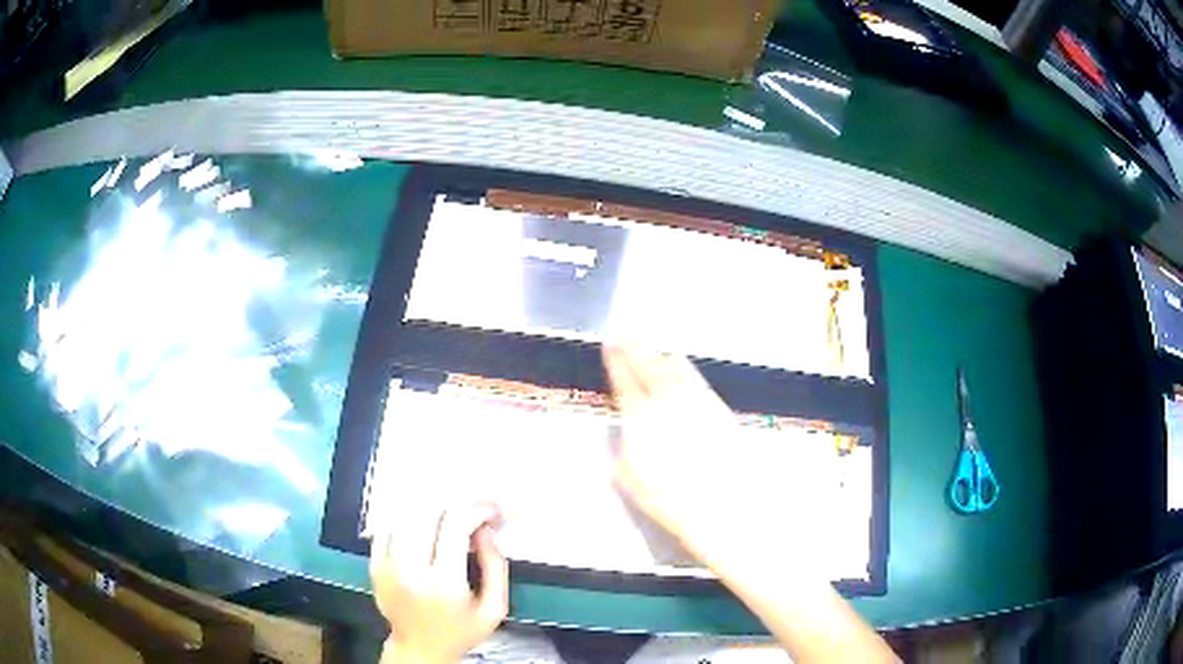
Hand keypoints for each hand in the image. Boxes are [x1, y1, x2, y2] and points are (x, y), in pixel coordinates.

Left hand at [371, 503, 508, 663]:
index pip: (456, 524)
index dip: (478, 509)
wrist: (419, 649)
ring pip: (407, 513)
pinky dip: (408, 515)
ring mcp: (388, 564)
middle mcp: (411, 568)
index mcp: (444, 582)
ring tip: (452, 512)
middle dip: (458, 502)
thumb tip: (486, 531)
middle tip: (474, 508)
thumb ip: (496, 568)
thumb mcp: (494, 609)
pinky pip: (387, 525)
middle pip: (429, 511)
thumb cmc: (459, 631)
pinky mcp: (375, 563)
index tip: (492, 512)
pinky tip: (425, 520)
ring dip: (433, 505)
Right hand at [603, 343, 743, 564]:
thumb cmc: (669, 498)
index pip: (625, 379)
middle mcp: (669, 400)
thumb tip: (625, 432)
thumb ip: (623, 447)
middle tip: (626, 336)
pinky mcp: (717, 407)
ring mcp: (696, 400)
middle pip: (649, 365)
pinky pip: (695, 377)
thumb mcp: (629, 477)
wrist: (722, 504)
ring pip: (675, 366)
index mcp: (641, 416)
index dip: (615, 359)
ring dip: (659, 355)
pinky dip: (682, 367)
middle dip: (635, 348)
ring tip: (652, 348)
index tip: (609, 344)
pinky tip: (680, 367)